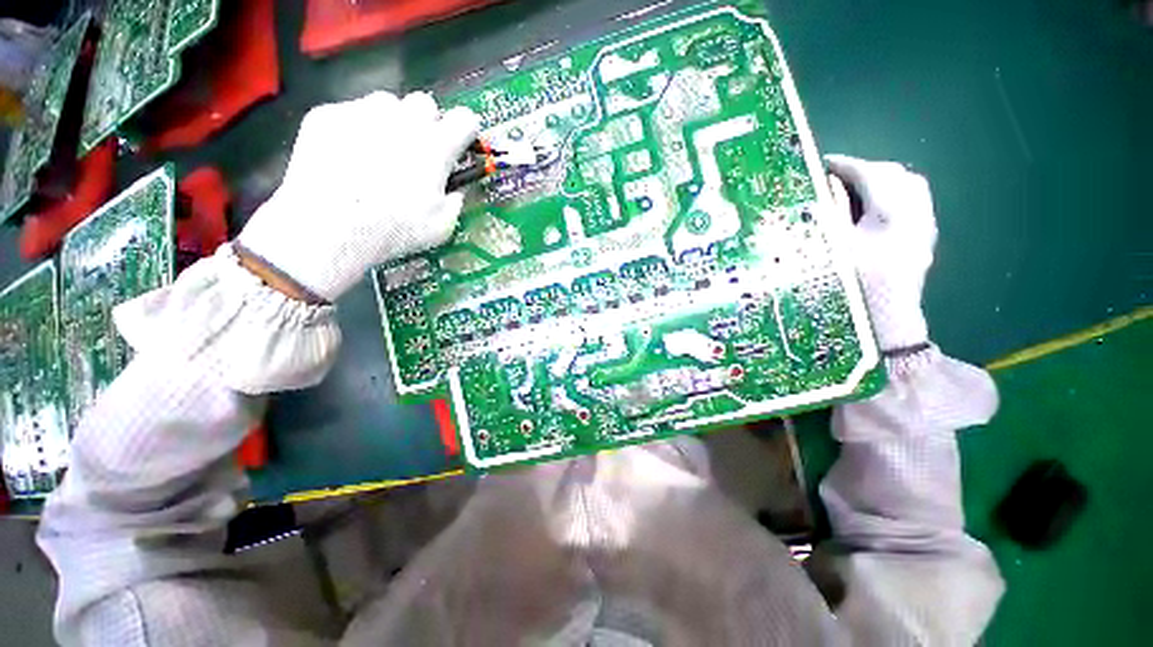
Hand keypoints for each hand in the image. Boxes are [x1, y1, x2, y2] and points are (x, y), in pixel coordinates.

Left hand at [237, 91, 478, 301]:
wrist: (328, 227)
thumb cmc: (394, 229)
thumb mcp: (442, 226)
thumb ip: (455, 201)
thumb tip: (454, 190)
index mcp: (436, 146)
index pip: (465, 119)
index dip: (466, 131)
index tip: (460, 145)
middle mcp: (402, 119)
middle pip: (425, 104)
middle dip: (427, 124)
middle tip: (418, 153)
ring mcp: (361, 112)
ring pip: (386, 104)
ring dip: (391, 123)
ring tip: (380, 153)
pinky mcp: (326, 115)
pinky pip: (350, 113)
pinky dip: (355, 131)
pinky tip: (347, 159)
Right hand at [825, 155, 936, 351]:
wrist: (888, 323)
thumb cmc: (854, 287)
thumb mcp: (831, 252)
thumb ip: (826, 218)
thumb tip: (816, 194)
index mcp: (891, 214)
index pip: (870, 174)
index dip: (843, 164)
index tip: (820, 164)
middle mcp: (915, 213)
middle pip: (894, 174)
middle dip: (863, 170)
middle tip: (834, 178)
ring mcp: (924, 226)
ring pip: (908, 185)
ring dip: (879, 181)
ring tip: (854, 190)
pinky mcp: (924, 238)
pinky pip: (913, 202)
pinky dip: (892, 196)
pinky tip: (873, 210)